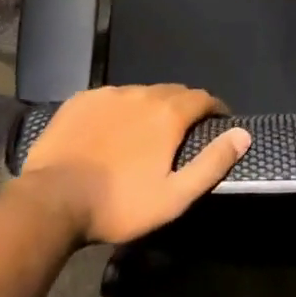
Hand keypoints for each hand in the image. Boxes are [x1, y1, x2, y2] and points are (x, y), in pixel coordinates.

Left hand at [18, 84, 250, 244]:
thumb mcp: (174, 196)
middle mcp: (141, 93)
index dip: (215, 108)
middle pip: (173, 92)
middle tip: (184, 132)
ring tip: (146, 133)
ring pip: (141, 94)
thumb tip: (243, 135)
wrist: (52, 200)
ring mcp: (108, 94)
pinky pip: (110, 98)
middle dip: (184, 107)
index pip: (202, 98)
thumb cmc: (119, 204)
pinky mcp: (81, 100)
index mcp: (168, 113)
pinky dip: (119, 109)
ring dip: (150, 108)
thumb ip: (212, 163)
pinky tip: (111, 131)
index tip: (219, 122)